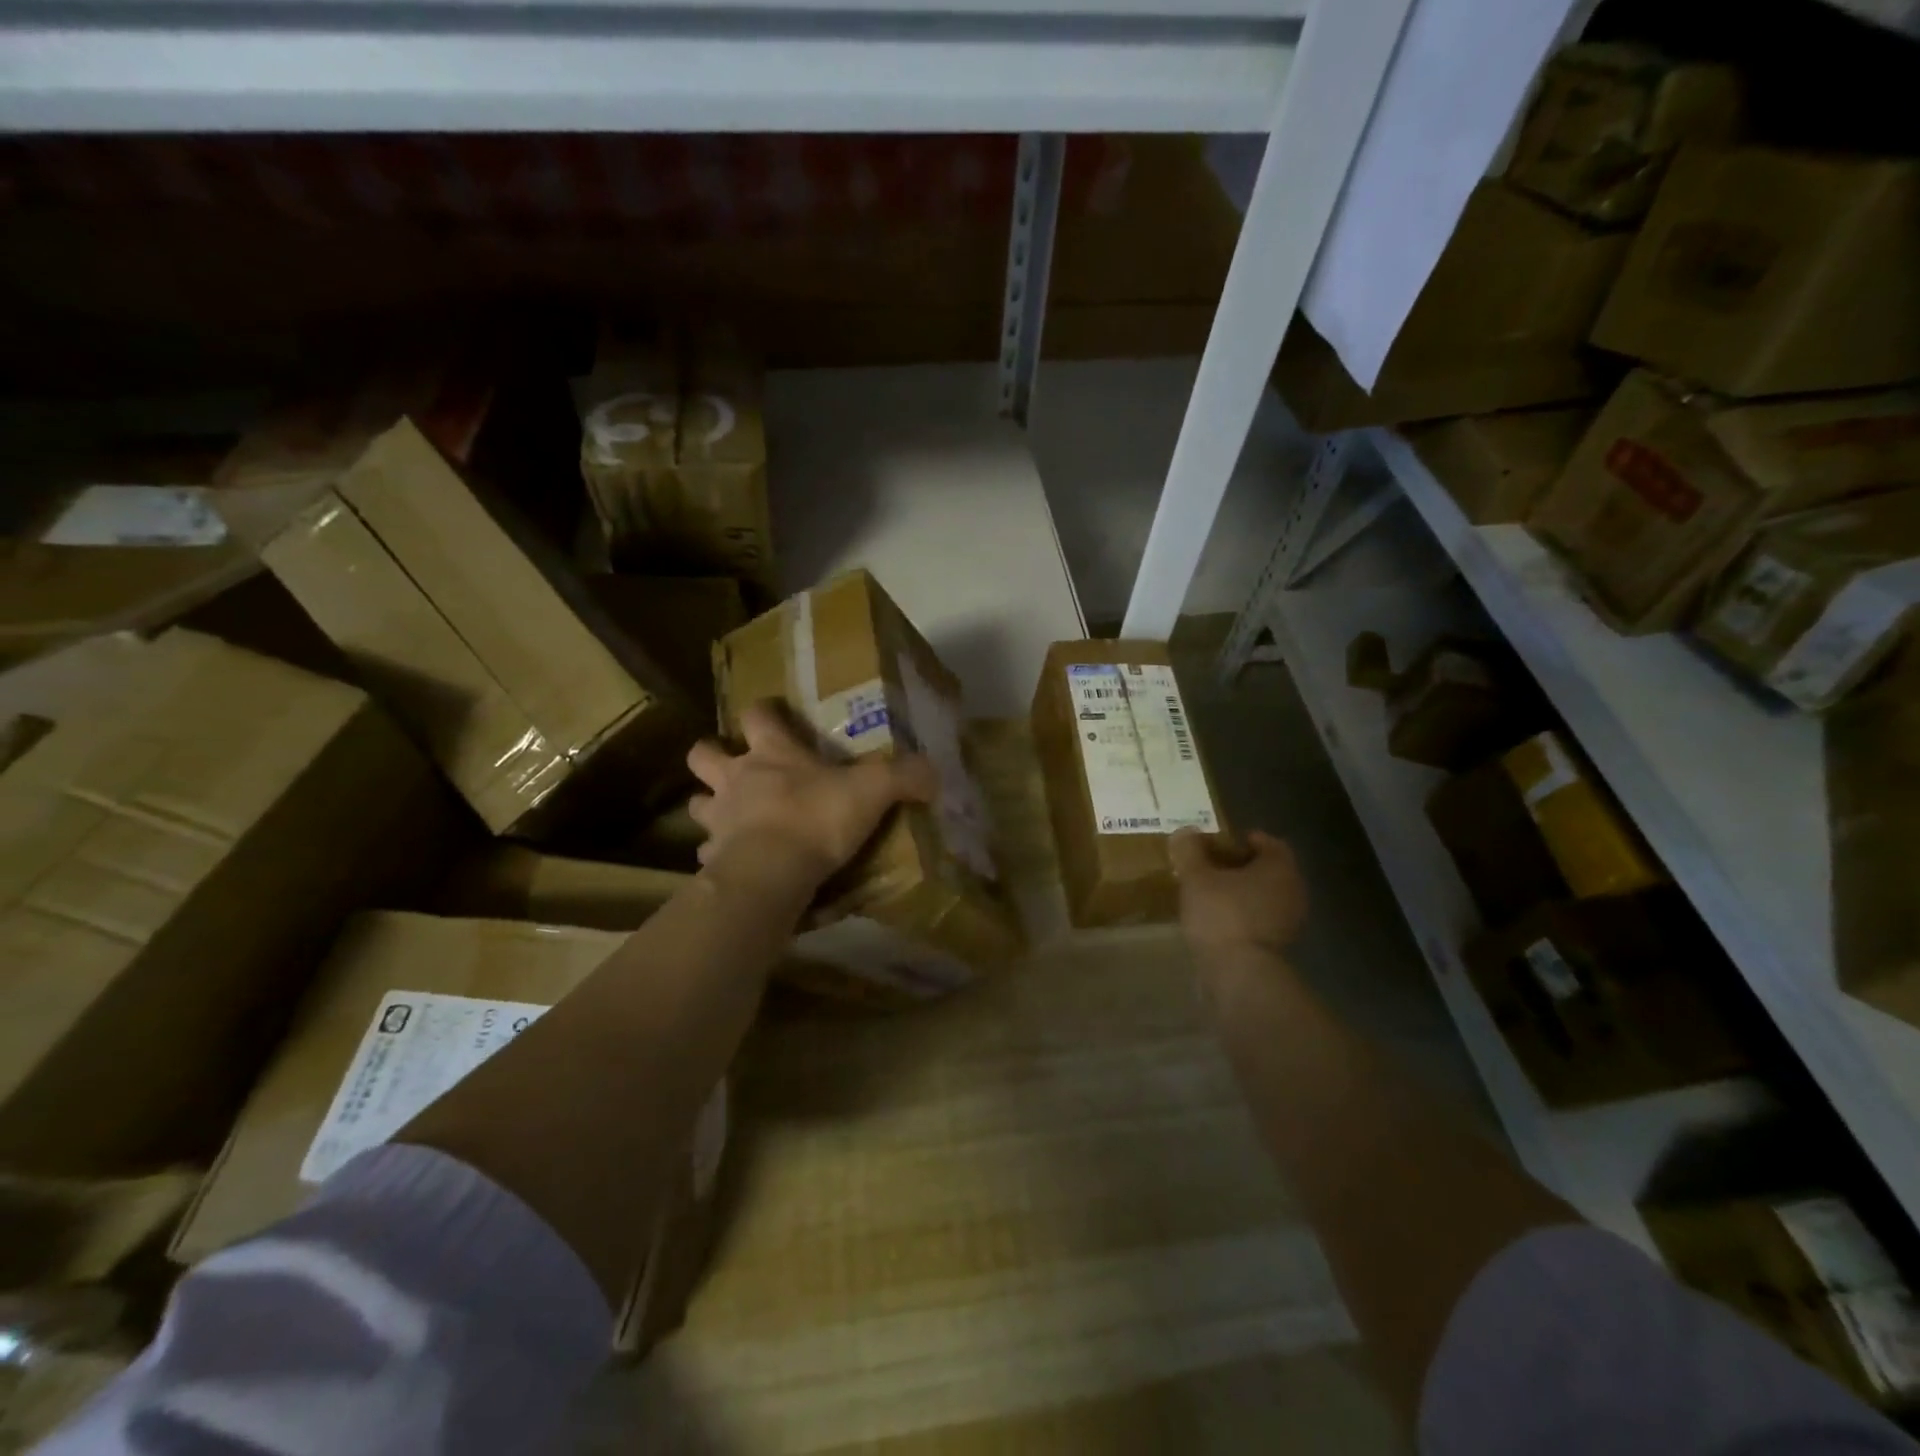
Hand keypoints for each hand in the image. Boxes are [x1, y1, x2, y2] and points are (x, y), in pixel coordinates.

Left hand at [687, 702, 937, 885]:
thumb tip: (935, 772)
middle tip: (732, 767)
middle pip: (702, 753)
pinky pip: (706, 853)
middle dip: (711, 754)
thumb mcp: (873, 790)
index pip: (757, 714)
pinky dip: (717, 855)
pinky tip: (734, 863)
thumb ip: (905, 776)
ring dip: (709, 806)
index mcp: (771, 752)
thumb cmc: (817, 818)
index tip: (770, 713)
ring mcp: (718, 819)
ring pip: (696, 803)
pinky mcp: (711, 859)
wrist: (772, 873)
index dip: (763, 710)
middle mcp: (736, 778)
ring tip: (729, 818)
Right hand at [1169, 828, 1307, 957]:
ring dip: (1241, 893)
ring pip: (1264, 896)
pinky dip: (1242, 916)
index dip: (1247, 840)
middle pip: (1267, 871)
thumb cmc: (1222, 915)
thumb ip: (1190, 851)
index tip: (1222, 843)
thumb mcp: (1196, 877)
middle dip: (1240, 867)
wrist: (1239, 974)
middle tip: (1210, 867)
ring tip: (1209, 894)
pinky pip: (1259, 920)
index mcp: (1280, 868)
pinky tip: (1217, 920)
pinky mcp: (1278, 947)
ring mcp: (1289, 922)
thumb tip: (1185, 831)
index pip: (1270, 843)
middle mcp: (1292, 891)